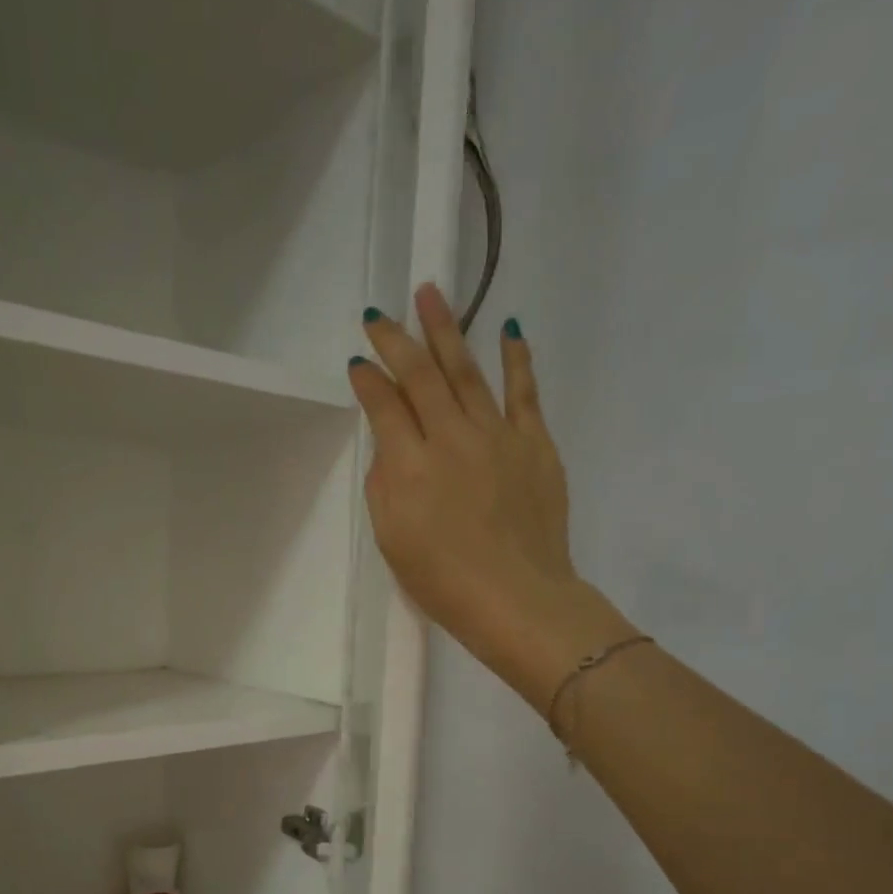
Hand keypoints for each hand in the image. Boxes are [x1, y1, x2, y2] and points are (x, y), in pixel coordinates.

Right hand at [350, 284, 635, 700]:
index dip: (368, 380)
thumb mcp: (392, 540)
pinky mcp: (535, 443)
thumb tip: (389, 447)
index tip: (357, 362)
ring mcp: (497, 436)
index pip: (384, 407)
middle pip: (421, 376)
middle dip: (397, 341)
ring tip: (431, 295)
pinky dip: (516, 358)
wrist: (516, 598)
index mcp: (409, 466)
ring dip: (447, 331)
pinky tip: (508, 329)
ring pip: (467, 371)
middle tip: (381, 314)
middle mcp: (450, 438)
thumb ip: (384, 486)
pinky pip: (524, 392)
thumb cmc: (443, 581)